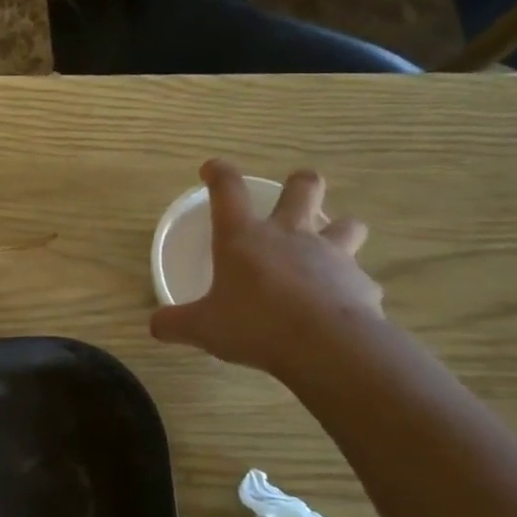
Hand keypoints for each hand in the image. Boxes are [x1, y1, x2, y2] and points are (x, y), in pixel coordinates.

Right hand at [150, 160, 381, 377]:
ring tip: (329, 246)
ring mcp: (331, 255)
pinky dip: (351, 287)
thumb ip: (176, 323)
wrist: (327, 347)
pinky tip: (342, 305)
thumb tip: (155, 325)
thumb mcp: (203, 328)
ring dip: (339, 229)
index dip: (219, 173)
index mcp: (244, 237)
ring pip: (347, 224)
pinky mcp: (361, 283)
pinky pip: (360, 279)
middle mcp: (289, 235)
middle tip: (294, 193)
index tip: (212, 169)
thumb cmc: (255, 325)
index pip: (228, 189)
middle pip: (304, 187)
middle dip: (300, 184)